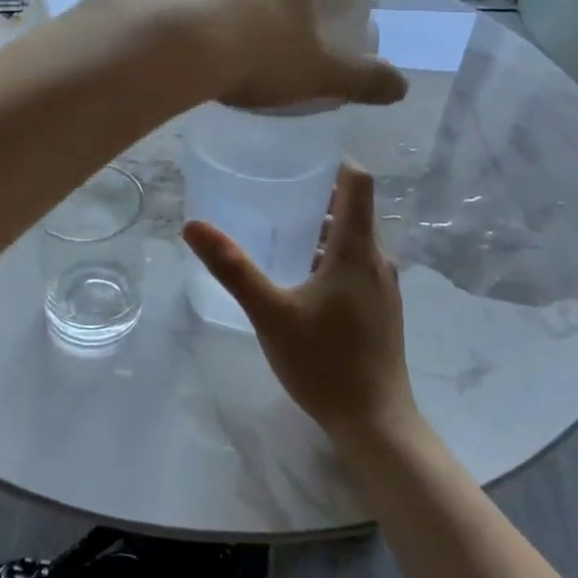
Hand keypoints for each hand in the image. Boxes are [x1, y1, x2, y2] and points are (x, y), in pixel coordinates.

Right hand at [183, 162, 418, 447]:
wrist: (375, 422)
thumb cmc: (324, 362)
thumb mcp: (270, 313)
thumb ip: (233, 268)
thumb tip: (193, 226)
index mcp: (357, 250)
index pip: (358, 182)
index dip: (335, 161)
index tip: (300, 154)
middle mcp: (377, 260)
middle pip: (354, 210)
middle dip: (318, 195)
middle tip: (275, 189)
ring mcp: (384, 287)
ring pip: (355, 241)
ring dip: (324, 229)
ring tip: (282, 230)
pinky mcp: (382, 310)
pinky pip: (358, 265)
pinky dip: (332, 256)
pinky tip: (302, 276)